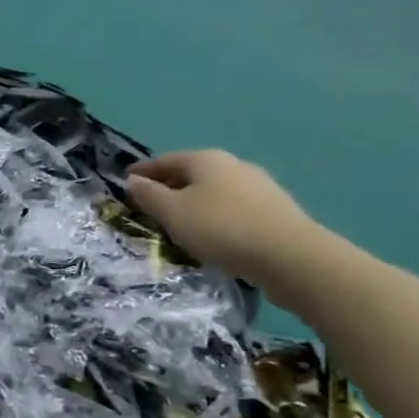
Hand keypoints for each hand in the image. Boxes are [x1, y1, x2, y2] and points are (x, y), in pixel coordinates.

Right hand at [126, 150, 319, 287]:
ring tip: (179, 224)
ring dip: (193, 204)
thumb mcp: (173, 212)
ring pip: (214, 192)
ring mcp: (259, 187)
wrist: (292, 258)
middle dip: (169, 187)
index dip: (143, 171)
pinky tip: (212, 235)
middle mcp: (233, 165)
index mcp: (206, 159)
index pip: (164, 160)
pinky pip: (233, 209)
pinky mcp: (276, 212)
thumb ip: (149, 195)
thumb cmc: (221, 228)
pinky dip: (216, 217)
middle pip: (191, 174)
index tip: (126, 183)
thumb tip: (133, 181)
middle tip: (149, 206)